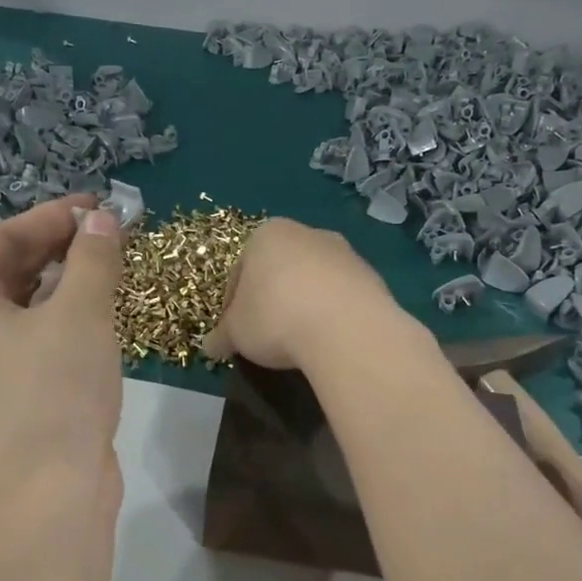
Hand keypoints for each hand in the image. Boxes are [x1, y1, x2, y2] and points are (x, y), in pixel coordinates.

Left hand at [0, 195, 126, 504]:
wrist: (51, 489)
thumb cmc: (56, 388)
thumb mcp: (80, 312)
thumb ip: (93, 258)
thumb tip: (101, 219)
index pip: (6, 237)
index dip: (53, 216)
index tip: (99, 206)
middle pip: (16, 269)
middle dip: (64, 247)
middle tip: (112, 233)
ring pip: (32, 305)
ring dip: (72, 281)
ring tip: (115, 265)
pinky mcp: (21, 391)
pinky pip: (44, 336)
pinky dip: (73, 317)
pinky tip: (106, 313)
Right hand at [202, 219, 408, 370]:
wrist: (346, 328)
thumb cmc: (275, 317)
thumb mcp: (235, 332)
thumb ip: (221, 336)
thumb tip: (209, 346)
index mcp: (267, 235)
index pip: (240, 270)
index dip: (232, 304)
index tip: (235, 331)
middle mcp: (307, 233)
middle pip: (279, 270)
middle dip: (271, 299)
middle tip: (266, 335)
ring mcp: (344, 252)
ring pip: (313, 281)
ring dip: (304, 305)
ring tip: (299, 341)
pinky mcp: (372, 276)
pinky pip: (341, 297)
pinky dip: (332, 314)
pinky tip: (327, 340)